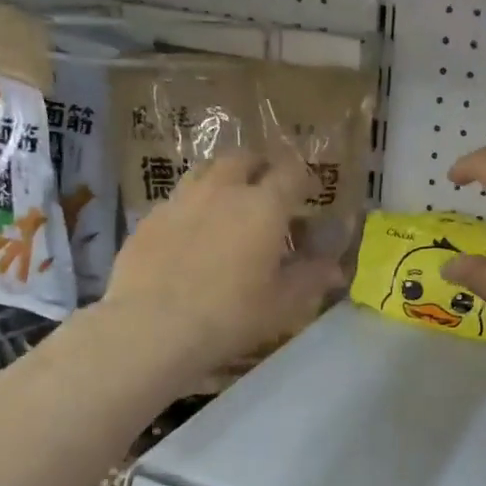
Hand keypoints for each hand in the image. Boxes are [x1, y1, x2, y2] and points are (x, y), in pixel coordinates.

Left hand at [104, 148, 344, 369]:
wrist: (152, 326)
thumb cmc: (230, 316)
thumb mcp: (281, 304)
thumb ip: (310, 279)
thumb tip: (336, 269)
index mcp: (264, 206)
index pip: (291, 172)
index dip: (304, 177)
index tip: (310, 192)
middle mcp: (223, 190)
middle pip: (244, 158)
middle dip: (260, 167)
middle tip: (267, 191)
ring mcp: (181, 200)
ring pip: (206, 171)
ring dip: (223, 179)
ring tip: (228, 204)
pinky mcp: (150, 218)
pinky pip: (177, 198)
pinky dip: (192, 206)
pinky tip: (191, 233)